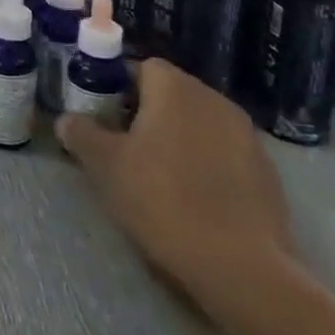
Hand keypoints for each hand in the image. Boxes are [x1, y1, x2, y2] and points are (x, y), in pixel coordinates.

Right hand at [58, 61, 291, 307]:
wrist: (241, 266)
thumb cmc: (163, 200)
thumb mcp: (105, 166)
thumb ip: (82, 133)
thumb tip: (68, 119)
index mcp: (175, 87)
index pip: (141, 67)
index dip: (118, 88)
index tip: (104, 118)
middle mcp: (213, 99)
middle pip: (171, 93)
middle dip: (147, 113)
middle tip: (124, 147)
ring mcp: (246, 135)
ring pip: (199, 123)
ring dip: (178, 139)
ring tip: (159, 176)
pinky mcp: (267, 171)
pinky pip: (224, 153)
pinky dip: (206, 165)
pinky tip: (194, 199)